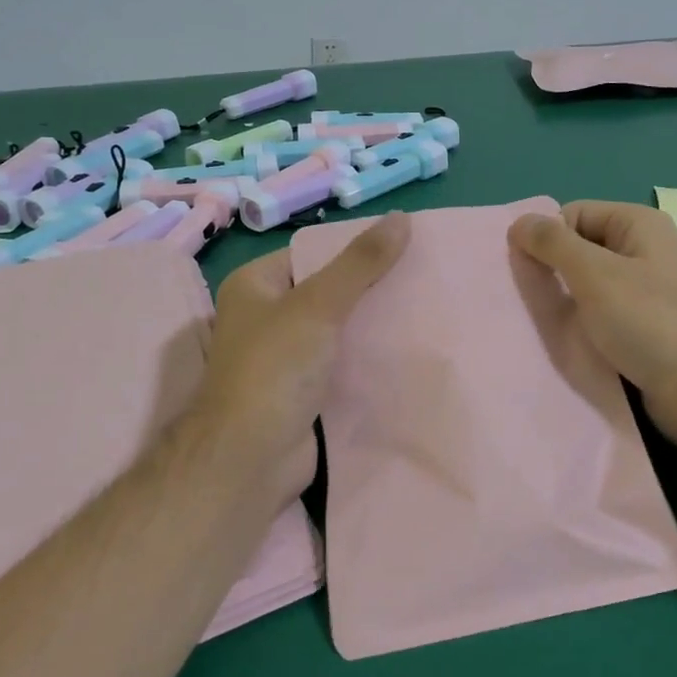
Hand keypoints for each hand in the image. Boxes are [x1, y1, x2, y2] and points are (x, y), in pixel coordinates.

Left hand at [183, 212, 410, 508]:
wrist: (252, 458)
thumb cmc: (274, 368)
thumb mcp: (318, 305)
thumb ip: (360, 263)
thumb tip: (401, 218)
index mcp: (255, 286)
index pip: (311, 254)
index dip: (353, 249)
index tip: (402, 246)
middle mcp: (266, 318)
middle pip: (327, 291)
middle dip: (370, 288)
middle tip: (422, 277)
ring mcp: (285, 357)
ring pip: (338, 330)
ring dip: (373, 325)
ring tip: (424, 308)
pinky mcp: (304, 391)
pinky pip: (342, 363)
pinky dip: (369, 358)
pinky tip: (408, 350)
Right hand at [508, 200, 676, 447]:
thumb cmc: (648, 322)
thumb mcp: (594, 274)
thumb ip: (552, 244)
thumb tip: (518, 223)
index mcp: (638, 224)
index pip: (573, 214)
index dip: (548, 239)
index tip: (532, 274)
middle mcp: (645, 250)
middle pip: (580, 247)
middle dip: (554, 270)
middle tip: (535, 300)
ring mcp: (647, 290)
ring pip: (589, 284)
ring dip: (566, 301)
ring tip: (551, 323)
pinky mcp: (646, 325)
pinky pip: (602, 312)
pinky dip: (584, 323)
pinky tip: (573, 341)